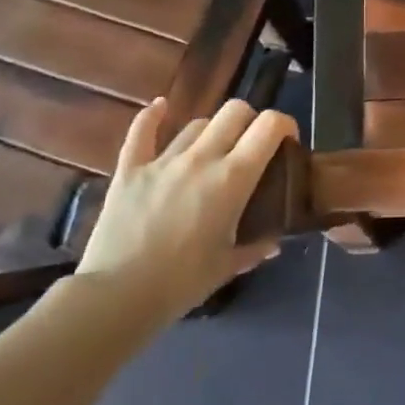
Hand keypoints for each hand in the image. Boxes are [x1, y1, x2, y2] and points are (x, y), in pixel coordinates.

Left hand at [78, 98, 294, 324]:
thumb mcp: (228, 265)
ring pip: (197, 124)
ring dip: (211, 132)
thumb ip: (256, 248)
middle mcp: (202, 158)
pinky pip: (141, 132)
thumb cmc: (182, 283)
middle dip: (250, 120)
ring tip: (212, 151)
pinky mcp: (130, 170)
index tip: (287, 141)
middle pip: (235, 111)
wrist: (117, 297)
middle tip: (251, 145)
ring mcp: (163, 161)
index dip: (284, 124)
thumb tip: (273, 242)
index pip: (269, 126)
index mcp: (233, 178)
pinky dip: (152, 116)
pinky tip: (160, 107)